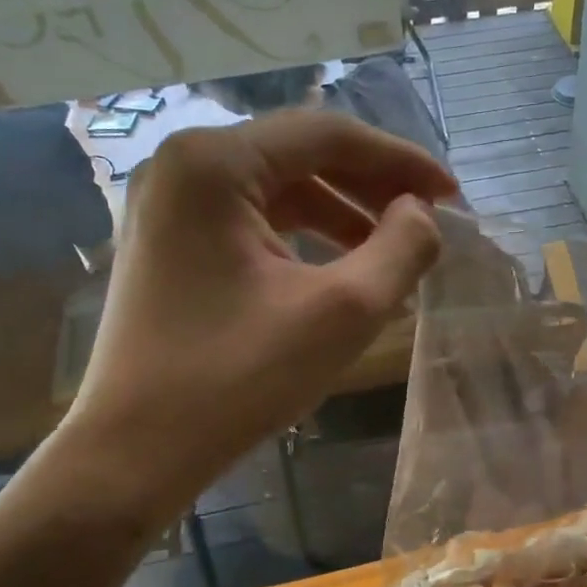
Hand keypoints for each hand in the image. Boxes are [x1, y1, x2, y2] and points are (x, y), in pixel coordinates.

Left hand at [67, 111, 455, 492]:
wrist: (136, 452)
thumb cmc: (238, 380)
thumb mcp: (343, 312)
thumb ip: (401, 249)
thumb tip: (422, 212)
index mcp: (213, 163)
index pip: (326, 134)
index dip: (399, 159)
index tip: (451, 194)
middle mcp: (182, 166)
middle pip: (298, 153)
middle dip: (370, 184)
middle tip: (427, 217)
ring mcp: (168, 205)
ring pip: (276, 186)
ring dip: (340, 210)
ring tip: (391, 247)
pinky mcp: (168, 242)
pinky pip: (251, 218)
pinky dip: (302, 234)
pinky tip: (338, 266)